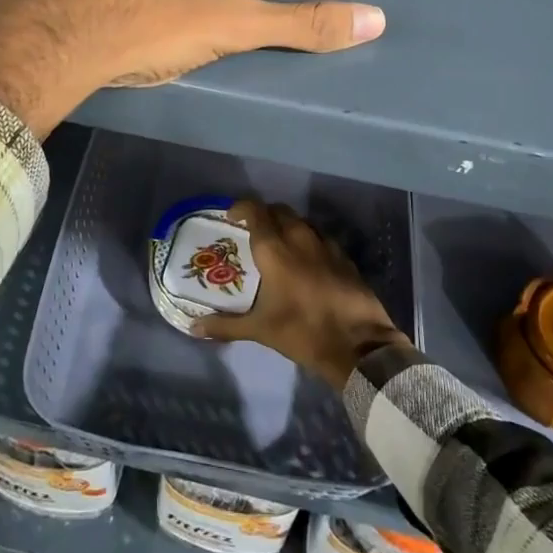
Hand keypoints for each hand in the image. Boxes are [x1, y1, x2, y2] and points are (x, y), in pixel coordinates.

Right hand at [190, 199, 410, 387]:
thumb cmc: (303, 331)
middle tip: (253, 232)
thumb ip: (225, 326)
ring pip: (302, 222)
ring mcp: (326, 245)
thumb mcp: (260, 330)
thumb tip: (193, 327)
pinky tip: (307, 261)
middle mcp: (300, 238)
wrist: (359, 345)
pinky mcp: (345, 258)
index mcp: (275, 249)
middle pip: (280, 211)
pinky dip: (309, 241)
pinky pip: (321, 238)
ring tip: (279, 244)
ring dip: (288, 226)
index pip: (255, 211)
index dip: (242, 208)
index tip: (232, 217)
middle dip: (265, 215)